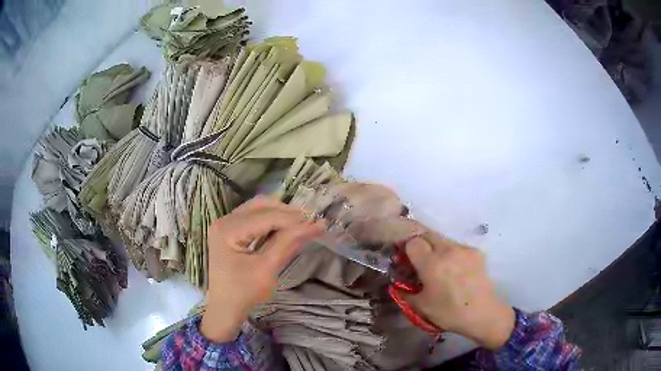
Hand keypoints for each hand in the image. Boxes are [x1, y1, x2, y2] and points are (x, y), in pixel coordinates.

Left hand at [201, 196, 323, 341]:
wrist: (224, 308)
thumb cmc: (244, 293)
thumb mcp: (267, 269)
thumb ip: (288, 243)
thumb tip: (315, 225)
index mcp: (228, 230)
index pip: (267, 217)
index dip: (294, 219)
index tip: (319, 222)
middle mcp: (224, 220)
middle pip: (261, 205)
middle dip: (287, 212)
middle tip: (311, 222)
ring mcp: (225, 224)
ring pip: (258, 208)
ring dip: (280, 214)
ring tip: (302, 224)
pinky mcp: (229, 230)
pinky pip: (253, 217)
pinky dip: (271, 220)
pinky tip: (286, 227)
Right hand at [403, 231, 514, 349]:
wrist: (483, 313)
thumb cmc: (449, 313)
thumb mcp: (421, 306)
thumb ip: (405, 292)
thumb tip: (397, 283)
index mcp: (432, 264)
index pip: (413, 241)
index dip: (406, 249)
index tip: (406, 260)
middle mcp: (448, 250)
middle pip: (428, 234)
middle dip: (420, 243)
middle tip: (419, 260)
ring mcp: (464, 249)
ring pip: (443, 239)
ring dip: (436, 248)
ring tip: (439, 267)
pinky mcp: (476, 252)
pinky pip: (457, 247)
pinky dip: (451, 254)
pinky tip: (455, 270)